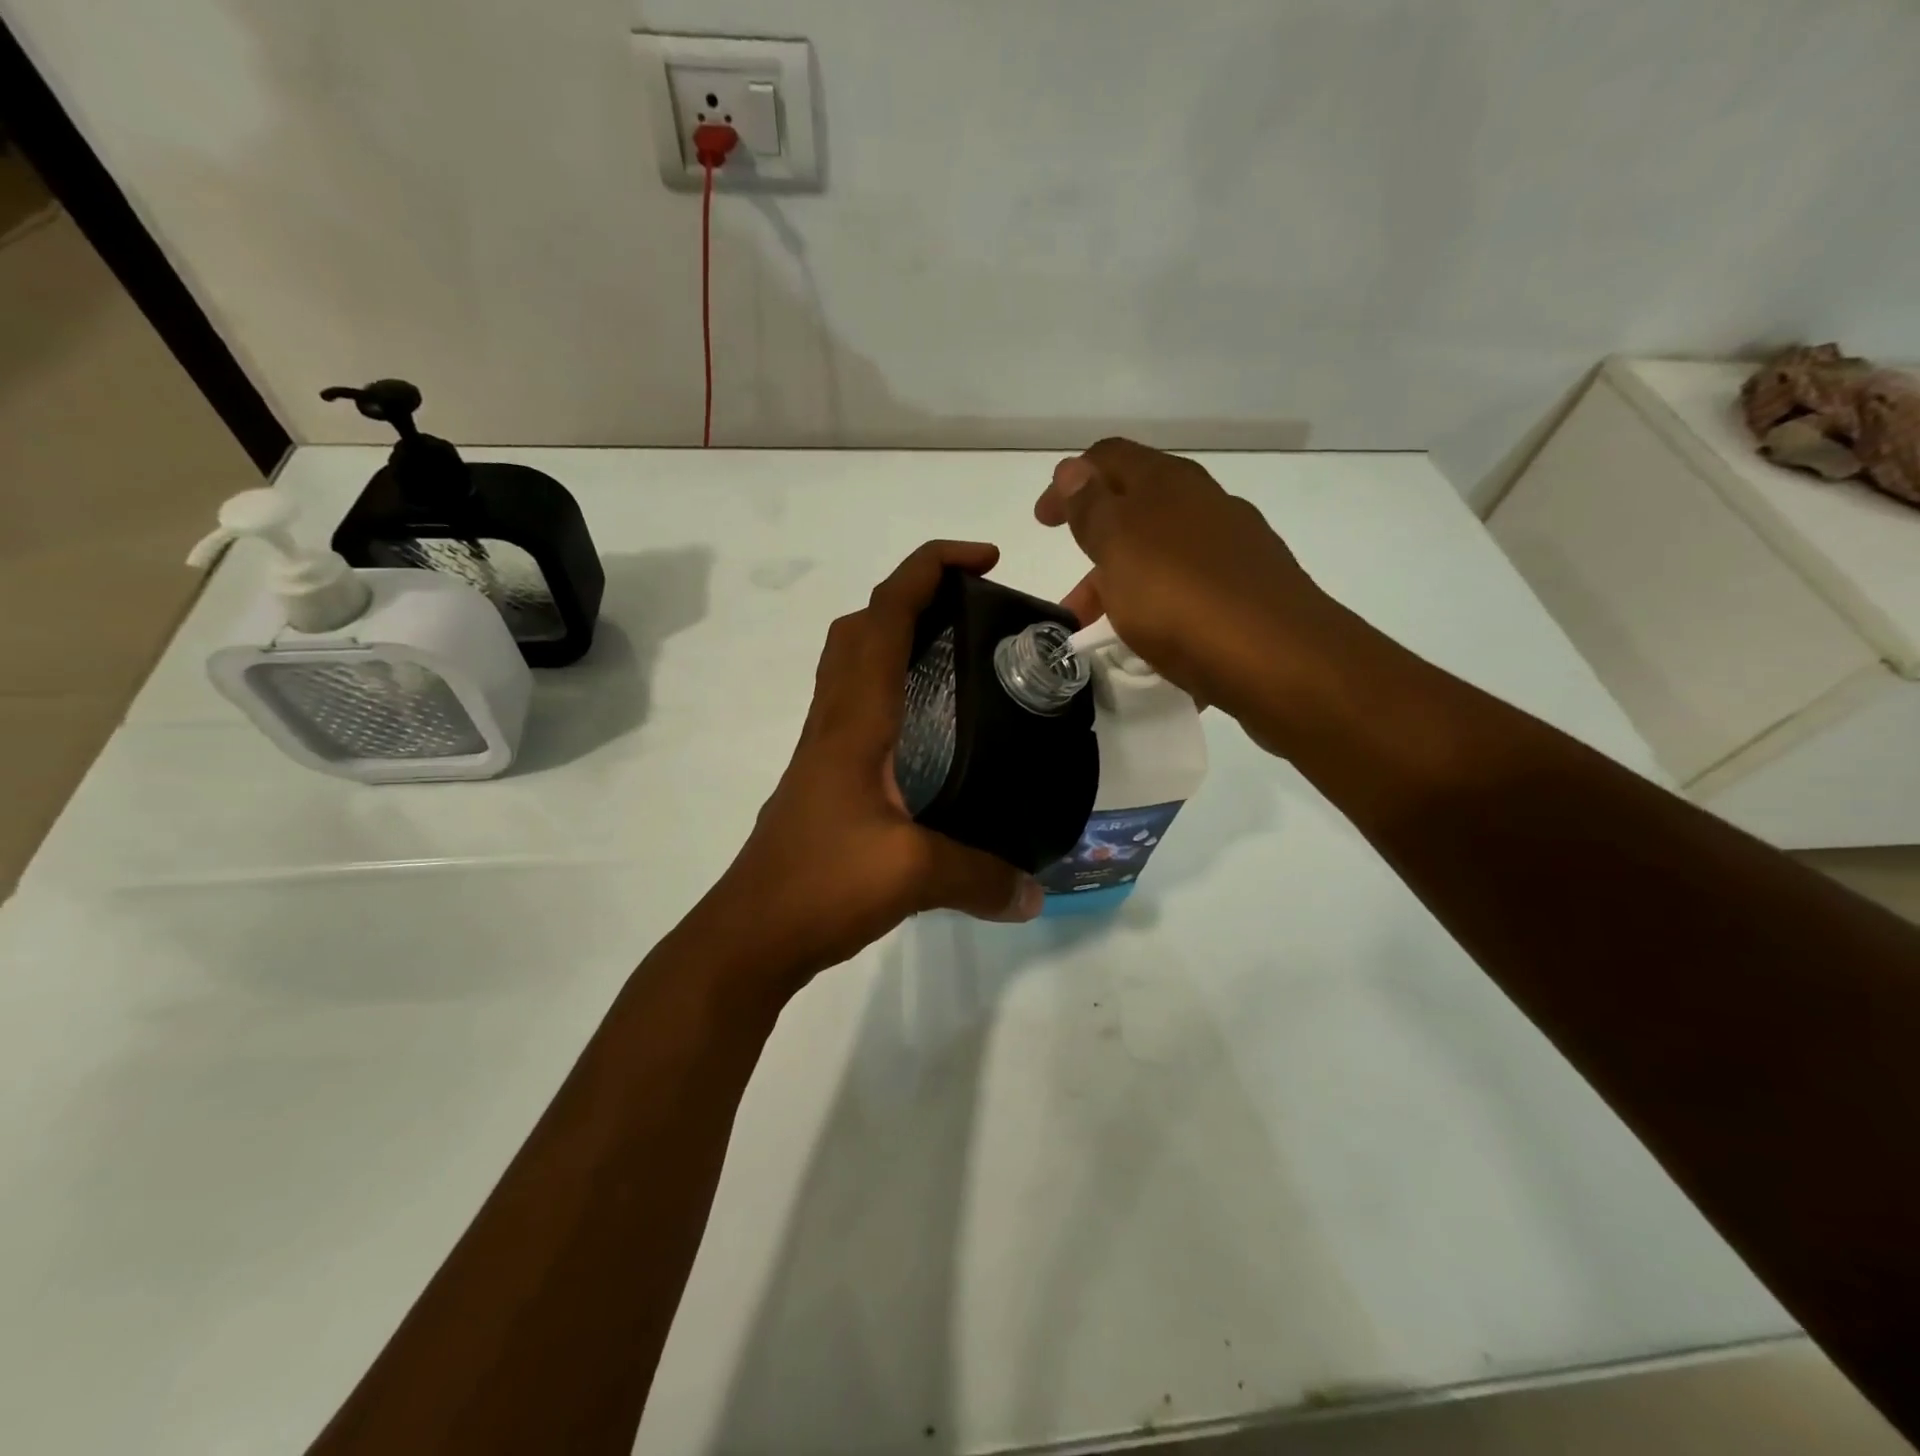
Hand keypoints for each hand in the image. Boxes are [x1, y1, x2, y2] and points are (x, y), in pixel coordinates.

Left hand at [708, 541, 1044, 988]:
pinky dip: (891, 687)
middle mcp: (834, 720)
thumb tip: (1035, 893)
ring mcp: (824, 749)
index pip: (884, 615)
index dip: (930, 569)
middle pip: (860, 626)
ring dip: (896, 636)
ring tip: (958, 654)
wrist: (750, 934)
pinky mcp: (825, 778)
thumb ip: (980, 877)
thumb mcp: (912, 876)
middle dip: (914, 593)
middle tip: (973, 607)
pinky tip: (931, 729)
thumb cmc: (819, 886)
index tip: (985, 559)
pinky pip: (857, 706)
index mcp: (854, 719)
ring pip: (852, 664)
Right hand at [1037, 438, 1339, 748]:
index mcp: (1168, 485)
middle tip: (1071, 604)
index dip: (1069, 482)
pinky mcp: (1253, 594)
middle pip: (1136, 513)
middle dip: (1095, 553)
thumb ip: (1092, 508)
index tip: (1043, 522)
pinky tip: (1156, 647)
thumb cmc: (1183, 600)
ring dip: (1125, 590)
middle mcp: (1205, 506)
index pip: (1108, 459)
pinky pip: (1191, 595)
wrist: (1281, 661)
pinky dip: (1161, 613)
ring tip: (1107, 639)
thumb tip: (1073, 468)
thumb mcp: (1120, 548)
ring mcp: (1235, 550)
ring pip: (1163, 559)